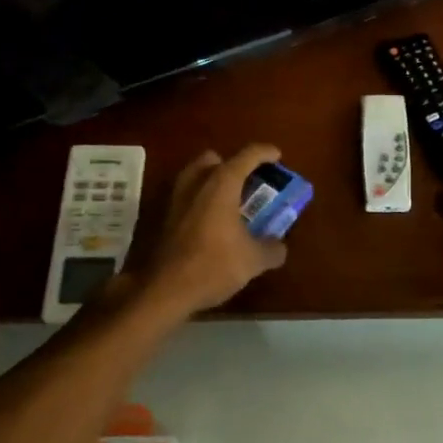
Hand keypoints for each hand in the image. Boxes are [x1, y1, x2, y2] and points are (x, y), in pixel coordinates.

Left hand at [136, 144, 288, 315]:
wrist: (165, 289)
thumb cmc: (214, 265)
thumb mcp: (254, 260)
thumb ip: (272, 249)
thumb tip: (279, 247)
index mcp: (221, 184)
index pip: (247, 156)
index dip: (265, 153)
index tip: (277, 156)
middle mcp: (196, 183)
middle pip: (214, 160)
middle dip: (231, 165)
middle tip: (247, 183)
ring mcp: (175, 199)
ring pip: (195, 177)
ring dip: (212, 183)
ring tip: (229, 203)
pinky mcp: (163, 218)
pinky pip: (185, 198)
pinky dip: (199, 202)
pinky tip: (210, 224)